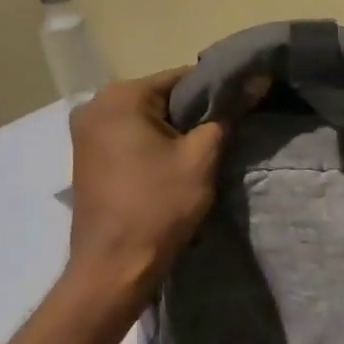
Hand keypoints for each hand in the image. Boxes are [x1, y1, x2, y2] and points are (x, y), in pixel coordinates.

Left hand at [63, 68, 264, 311]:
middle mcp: (95, 105)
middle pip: (162, 96)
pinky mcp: (87, 156)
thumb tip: (257, 80)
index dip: (217, 90)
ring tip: (205, 150)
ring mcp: (86, 132)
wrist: (114, 267)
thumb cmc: (159, 206)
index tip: (243, 107)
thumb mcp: (201, 156)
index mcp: (120, 97)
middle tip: (227, 131)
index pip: (182, 77)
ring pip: (147, 117)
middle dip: (194, 111)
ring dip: (176, 129)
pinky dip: (155, 143)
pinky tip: (175, 163)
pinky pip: (131, 135)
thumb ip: (227, 113)